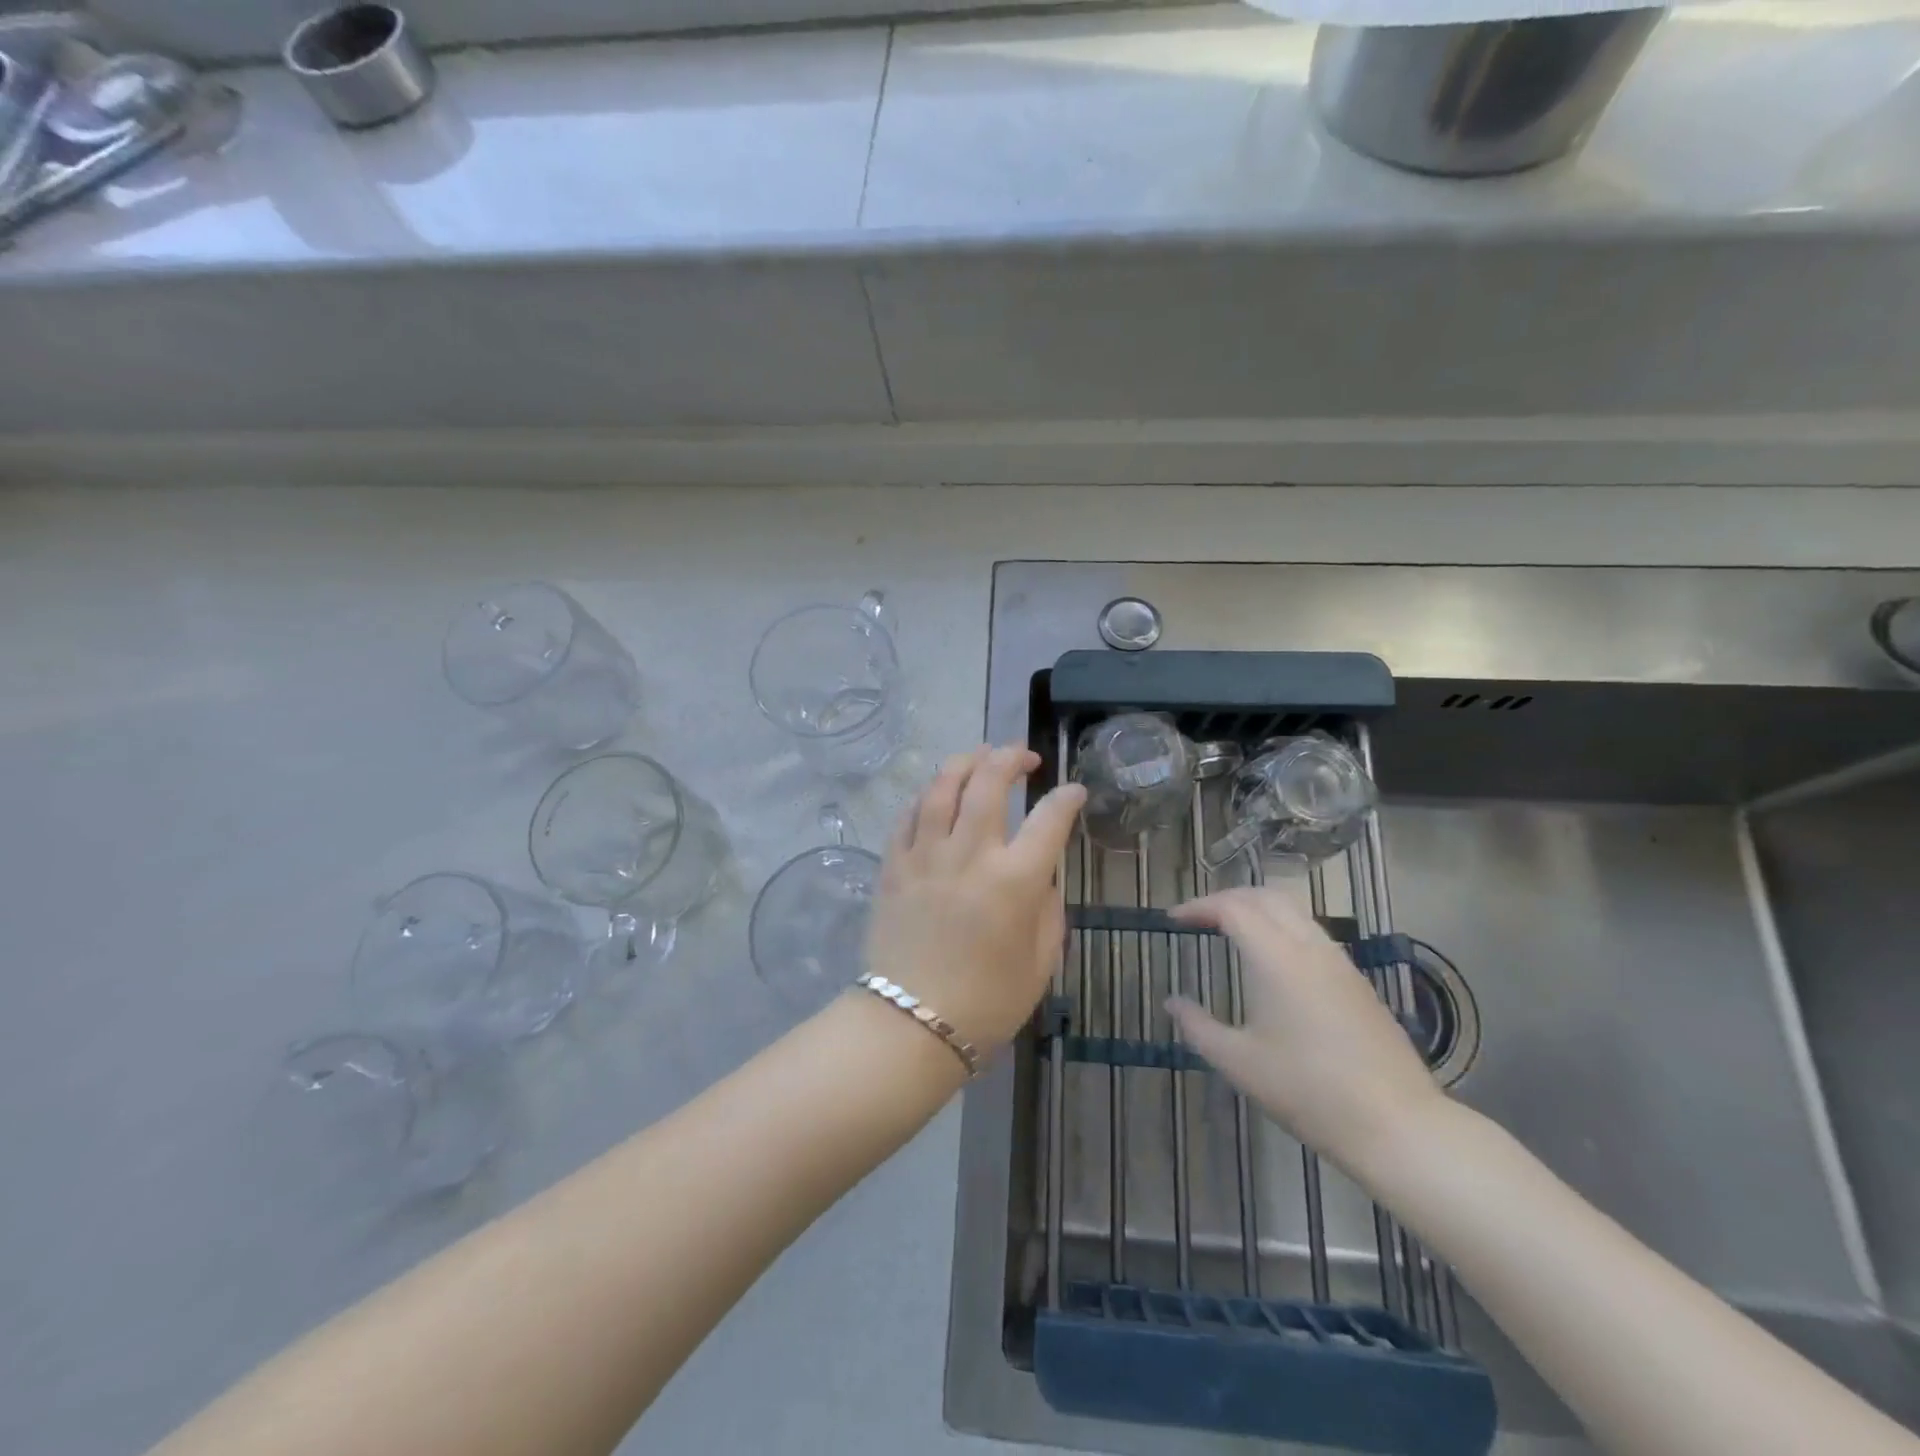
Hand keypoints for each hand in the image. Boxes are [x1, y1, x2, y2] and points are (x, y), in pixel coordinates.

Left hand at [865, 745, 1086, 1052]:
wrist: (911, 1025)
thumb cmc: (987, 1002)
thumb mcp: (1040, 962)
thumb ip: (1048, 909)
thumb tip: (1041, 874)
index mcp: (1014, 881)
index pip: (1049, 819)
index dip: (1067, 797)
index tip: (1073, 791)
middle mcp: (969, 855)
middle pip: (988, 782)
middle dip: (1009, 758)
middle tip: (1021, 756)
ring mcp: (925, 856)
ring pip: (941, 787)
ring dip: (963, 762)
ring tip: (978, 756)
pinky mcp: (893, 866)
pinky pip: (907, 816)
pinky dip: (925, 796)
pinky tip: (936, 794)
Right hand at [1166, 888, 1443, 1177]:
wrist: (1396, 1124)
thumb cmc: (1308, 1091)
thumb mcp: (1239, 1063)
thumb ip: (1198, 1027)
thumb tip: (1172, 1003)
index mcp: (1276, 958)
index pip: (1232, 908)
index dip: (1199, 906)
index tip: (1174, 919)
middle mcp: (1309, 947)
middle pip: (1265, 896)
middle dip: (1228, 898)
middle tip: (1200, 917)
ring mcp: (1339, 962)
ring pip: (1294, 910)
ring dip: (1258, 909)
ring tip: (1232, 931)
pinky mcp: (1357, 981)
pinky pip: (1313, 933)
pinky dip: (1282, 927)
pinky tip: (1273, 961)